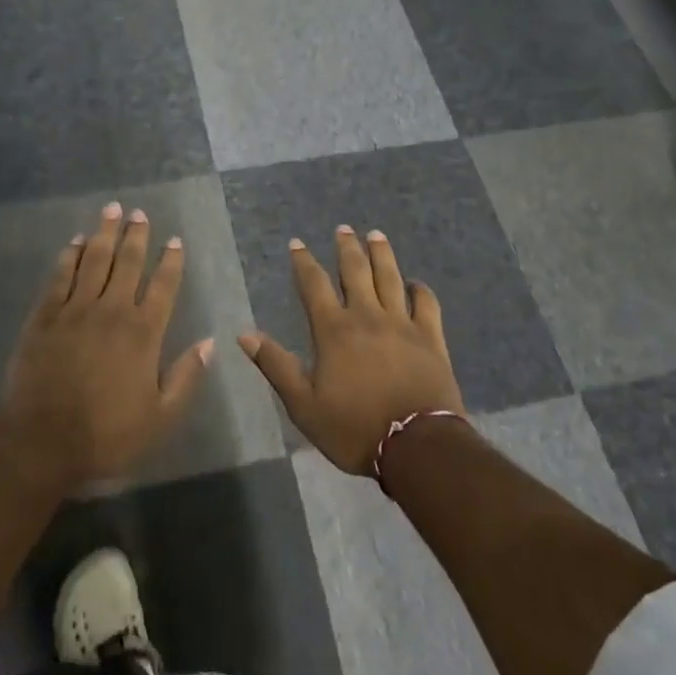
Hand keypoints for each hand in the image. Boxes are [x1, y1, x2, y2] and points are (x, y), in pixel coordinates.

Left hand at [0, 202, 212, 484]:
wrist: (41, 440)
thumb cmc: (106, 434)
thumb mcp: (160, 417)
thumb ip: (186, 377)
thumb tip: (210, 343)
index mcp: (143, 332)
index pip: (162, 286)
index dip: (171, 261)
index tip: (175, 240)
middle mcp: (112, 310)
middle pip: (127, 263)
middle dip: (136, 235)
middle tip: (140, 213)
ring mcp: (75, 309)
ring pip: (94, 260)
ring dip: (104, 233)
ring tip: (111, 210)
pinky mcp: (45, 316)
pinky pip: (59, 276)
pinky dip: (68, 256)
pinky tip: (74, 242)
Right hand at [240, 227, 463, 476]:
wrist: (416, 446)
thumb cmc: (354, 428)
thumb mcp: (303, 404)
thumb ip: (276, 365)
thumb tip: (244, 334)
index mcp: (334, 330)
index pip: (314, 285)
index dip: (303, 261)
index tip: (297, 243)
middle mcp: (367, 316)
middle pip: (356, 271)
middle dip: (347, 247)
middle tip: (343, 228)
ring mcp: (402, 324)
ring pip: (390, 277)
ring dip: (382, 254)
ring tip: (376, 234)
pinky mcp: (431, 337)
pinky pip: (426, 303)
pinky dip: (420, 289)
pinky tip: (415, 282)